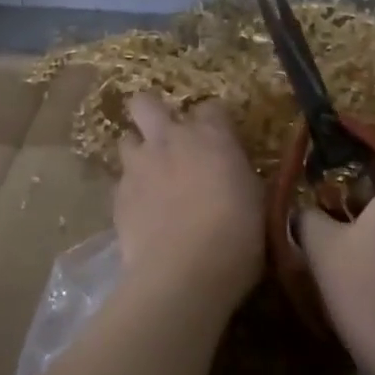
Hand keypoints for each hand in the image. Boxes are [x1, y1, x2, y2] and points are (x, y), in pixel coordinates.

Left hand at [115, 94, 263, 311]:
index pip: (211, 107)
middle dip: (151, 113)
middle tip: (165, 136)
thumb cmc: (237, 234)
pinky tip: (143, 213)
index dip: (214, 122)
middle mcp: (169, 139)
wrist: (185, 271)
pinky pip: (121, 181)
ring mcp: (138, 165)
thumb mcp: (255, 198)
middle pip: (146, 103)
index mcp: (210, 135)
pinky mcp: (118, 195)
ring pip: (126, 139)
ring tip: (150, 176)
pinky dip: (132, 191)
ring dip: (138, 152)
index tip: (220, 141)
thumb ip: (238, 175)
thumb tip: (234, 174)